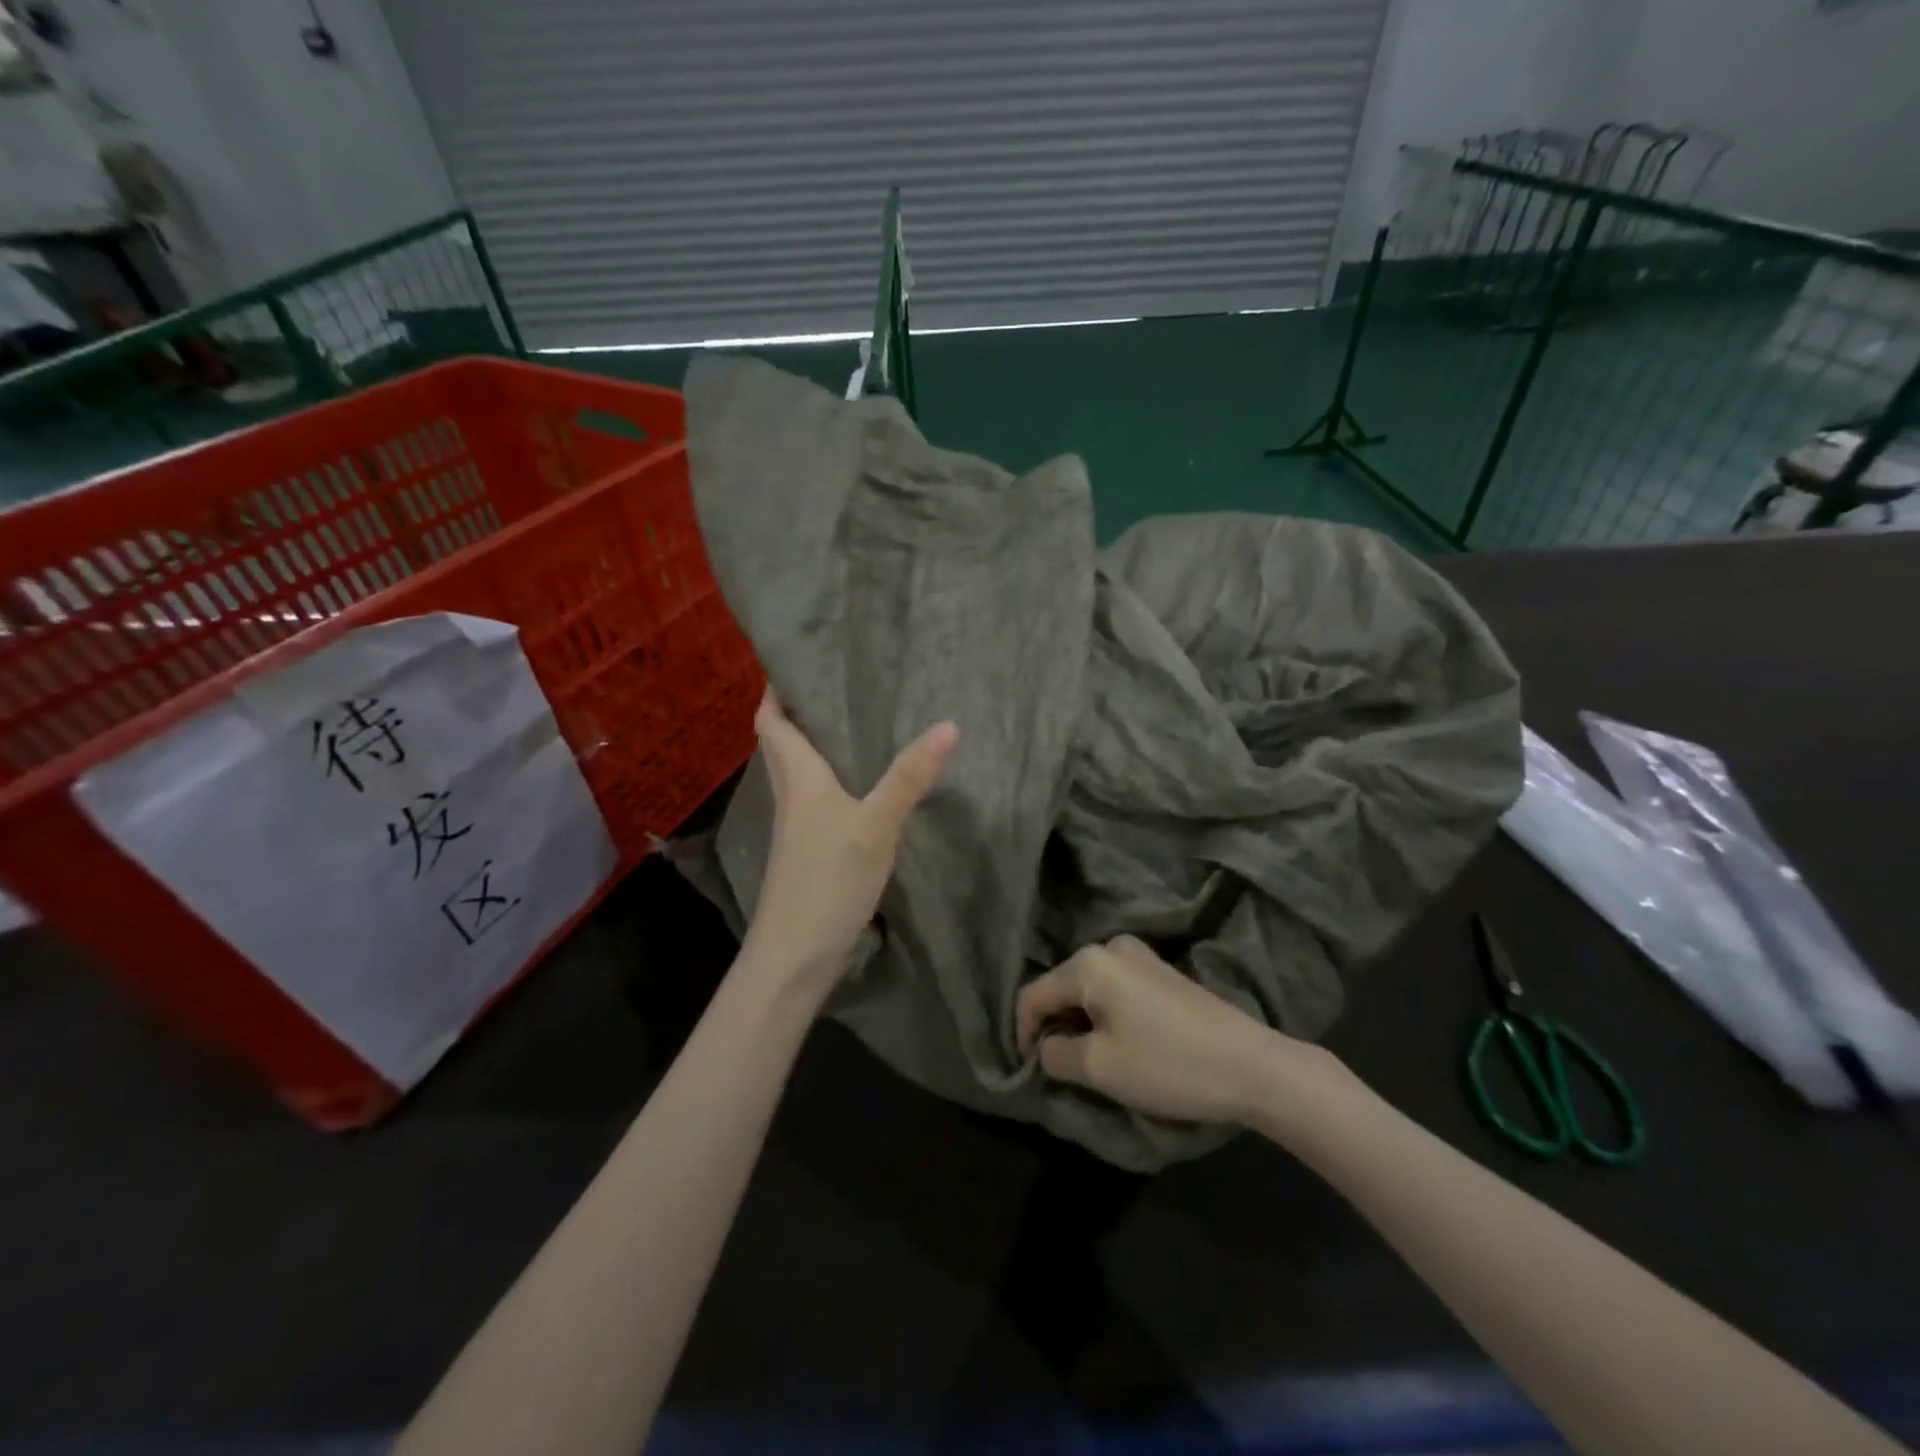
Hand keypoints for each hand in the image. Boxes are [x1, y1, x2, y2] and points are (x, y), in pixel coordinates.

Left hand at [741, 689, 956, 998]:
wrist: (794, 957)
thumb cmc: (827, 881)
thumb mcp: (875, 826)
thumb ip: (909, 777)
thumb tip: (948, 725)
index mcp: (798, 778)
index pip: (772, 721)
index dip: (776, 690)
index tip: (796, 660)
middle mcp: (792, 796)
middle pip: (783, 743)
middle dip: (799, 711)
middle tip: (838, 684)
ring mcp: (799, 828)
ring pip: (801, 772)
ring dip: (816, 745)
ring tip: (855, 723)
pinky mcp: (810, 852)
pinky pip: (817, 799)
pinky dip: (832, 780)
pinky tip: (862, 785)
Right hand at [1017, 936, 1300, 1124]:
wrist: (1252, 1066)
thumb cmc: (1166, 1064)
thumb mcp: (1099, 1068)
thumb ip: (1056, 1055)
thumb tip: (1047, 1048)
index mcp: (1088, 963)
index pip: (1033, 995)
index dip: (1023, 1034)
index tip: (1030, 1072)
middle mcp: (1110, 948)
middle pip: (1062, 987)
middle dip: (1055, 1026)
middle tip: (1062, 1069)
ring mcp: (1141, 957)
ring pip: (1089, 990)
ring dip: (1082, 1023)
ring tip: (1093, 1061)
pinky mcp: (1163, 973)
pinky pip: (1115, 990)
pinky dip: (1107, 1016)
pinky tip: (1124, 1045)